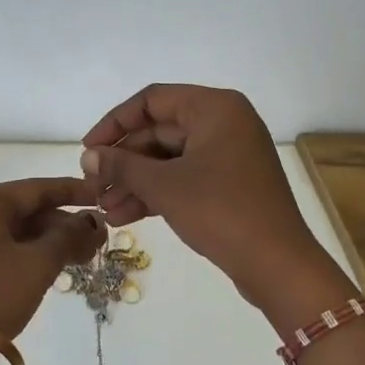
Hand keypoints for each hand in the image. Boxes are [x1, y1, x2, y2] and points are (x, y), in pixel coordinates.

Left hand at [0, 178, 105, 340]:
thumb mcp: (38, 264)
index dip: (72, 191)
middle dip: (63, 223)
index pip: (36, 188)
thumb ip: (69, 236)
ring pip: (15, 231)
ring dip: (49, 241)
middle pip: (25, 209)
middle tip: (97, 240)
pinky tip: (55, 267)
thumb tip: (91, 221)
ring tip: (84, 257)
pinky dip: (29, 253)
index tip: (101, 196)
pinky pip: (2, 247)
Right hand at [80, 85, 344, 310]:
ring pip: (168, 160)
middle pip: (158, 132)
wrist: (276, 263)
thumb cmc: (220, 211)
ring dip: (135, 182)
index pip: (151, 101)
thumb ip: (121, 165)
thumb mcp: (164, 185)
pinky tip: (124, 217)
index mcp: (214, 108)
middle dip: (123, 162)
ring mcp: (227, 155)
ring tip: (104, 209)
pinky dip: (156, 194)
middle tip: (93, 187)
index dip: (114, 123)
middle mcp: (223, 124)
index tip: (88, 150)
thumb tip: (87, 156)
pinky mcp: (228, 184)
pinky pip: (183, 179)